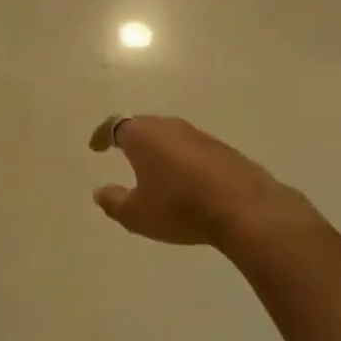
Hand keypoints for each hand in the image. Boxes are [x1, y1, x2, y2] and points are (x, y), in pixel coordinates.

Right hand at [88, 115, 315, 252]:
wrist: (244, 207)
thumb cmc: (180, 207)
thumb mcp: (137, 214)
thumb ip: (114, 202)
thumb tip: (101, 192)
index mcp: (143, 136)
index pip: (114, 126)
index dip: (101, 136)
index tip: (95, 147)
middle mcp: (169, 127)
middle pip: (143, 126)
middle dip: (131, 138)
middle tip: (122, 153)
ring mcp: (199, 135)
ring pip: (170, 136)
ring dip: (159, 149)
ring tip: (154, 169)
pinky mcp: (223, 149)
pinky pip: (192, 148)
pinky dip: (182, 159)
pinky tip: (185, 180)